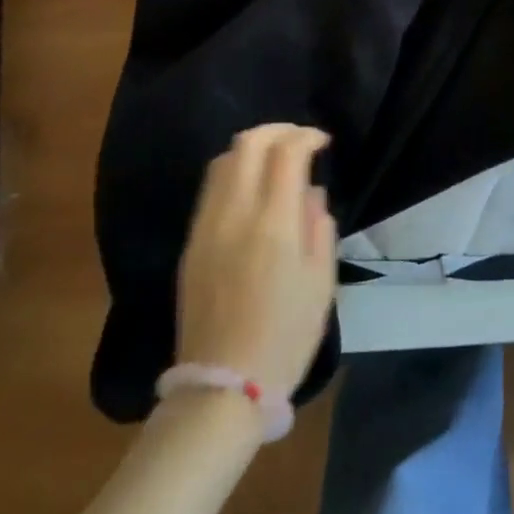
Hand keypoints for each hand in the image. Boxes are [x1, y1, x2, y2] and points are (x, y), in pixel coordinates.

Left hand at [177, 125, 337, 401]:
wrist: (224, 383)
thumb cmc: (286, 335)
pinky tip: (250, 188)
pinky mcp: (191, 242)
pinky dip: (233, 171)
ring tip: (274, 159)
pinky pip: (210, 188)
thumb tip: (311, 193)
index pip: (286, 152)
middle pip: (247, 143)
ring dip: (251, 147)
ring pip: (223, 161)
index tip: (322, 141)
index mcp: (273, 223)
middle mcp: (234, 213)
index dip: (306, 136)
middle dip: (277, 130)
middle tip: (299, 140)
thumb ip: (319, 227)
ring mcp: (206, 225)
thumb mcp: (321, 282)